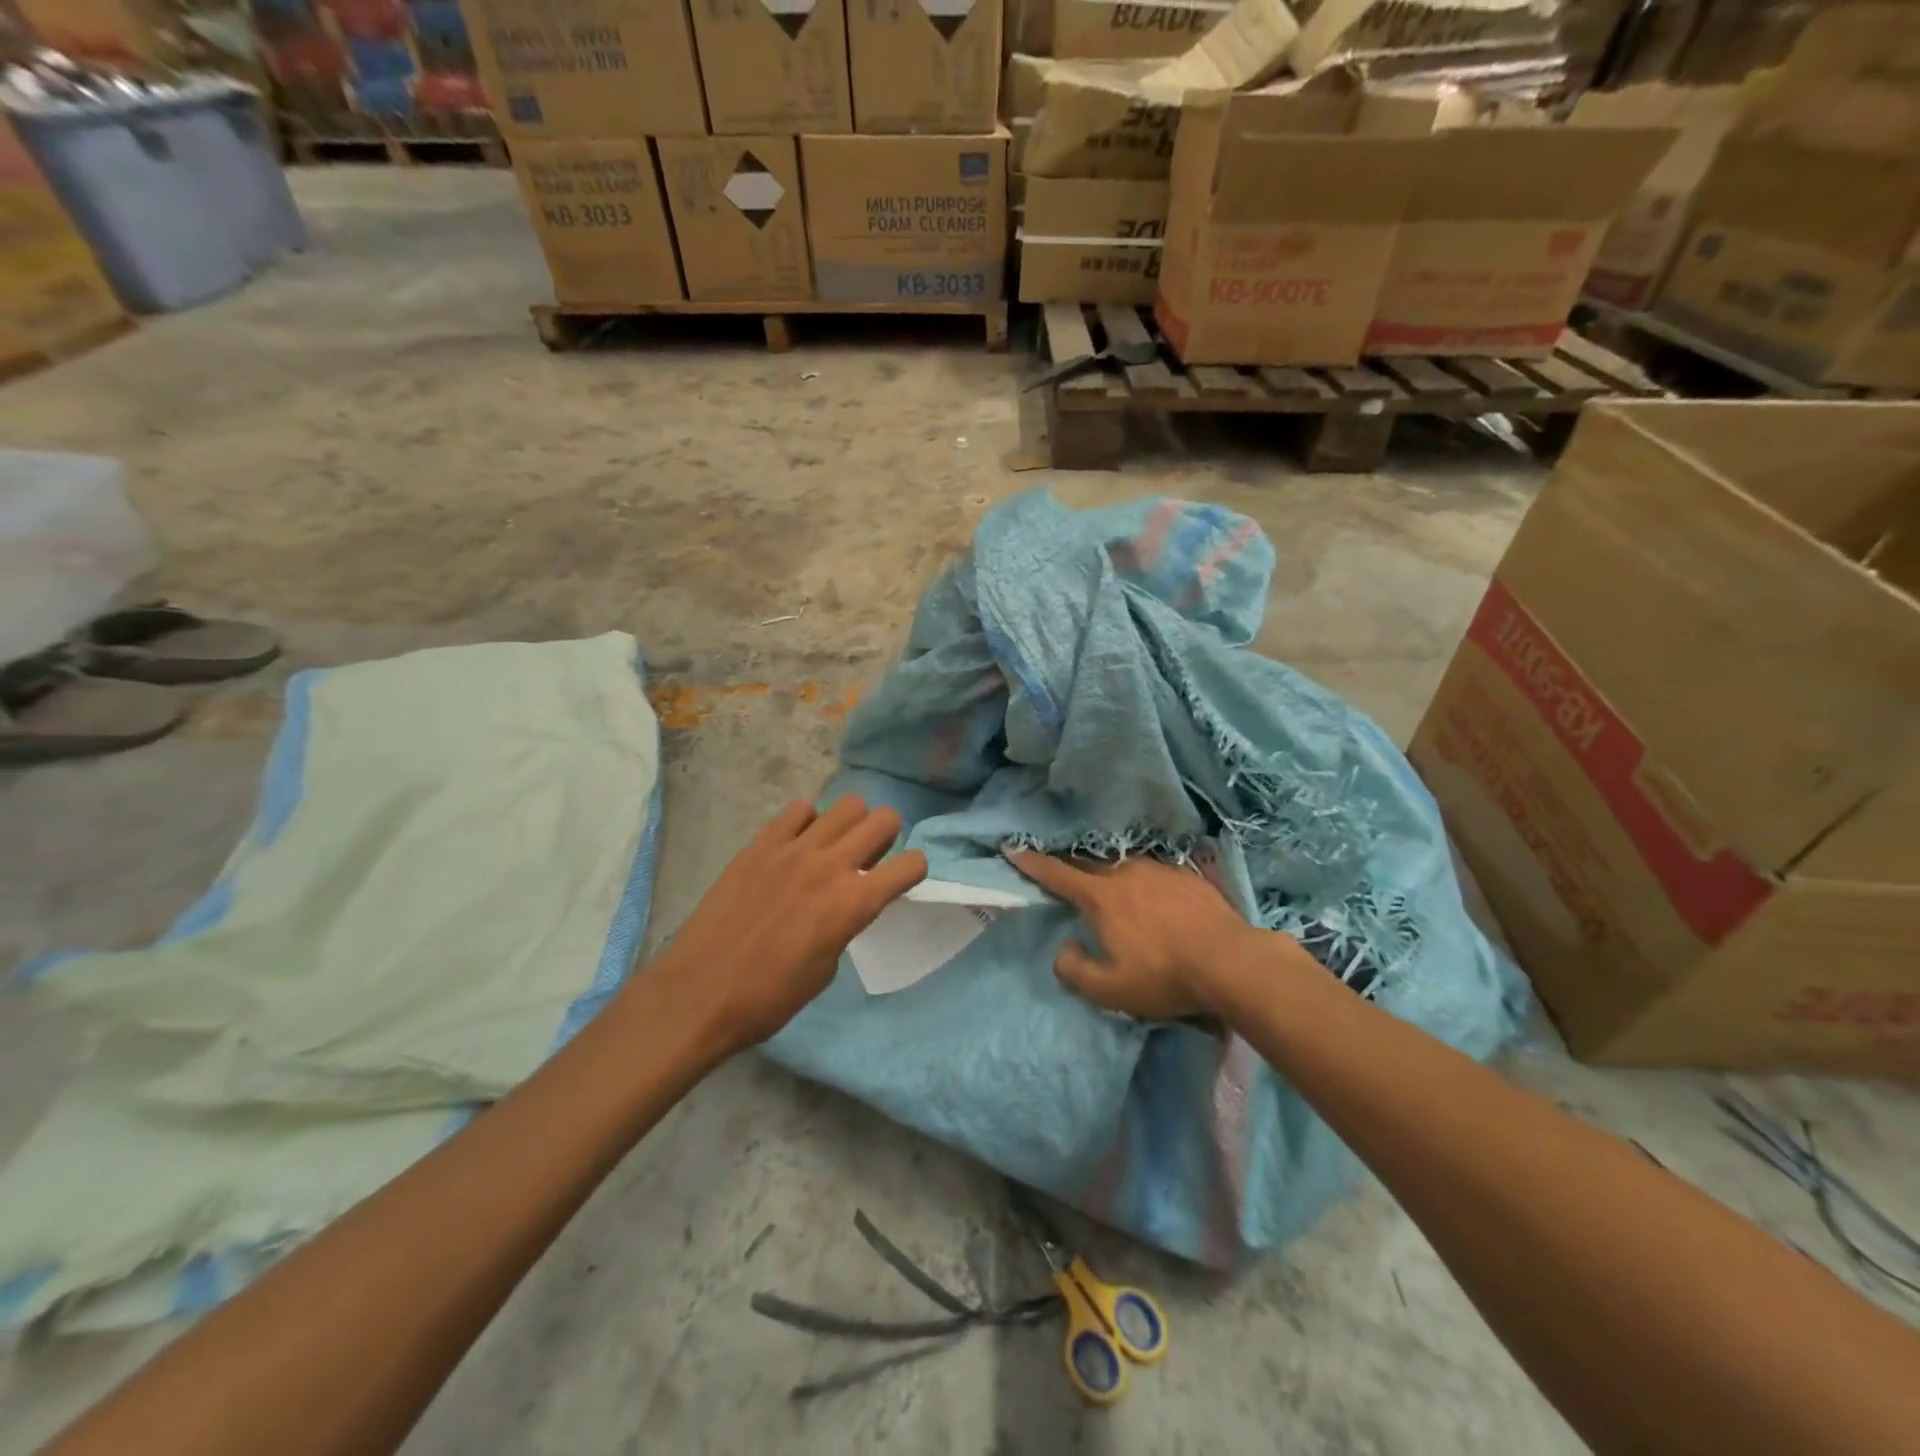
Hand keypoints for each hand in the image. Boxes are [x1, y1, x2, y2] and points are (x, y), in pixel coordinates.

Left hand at [646, 797, 926, 1054]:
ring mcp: (794, 849)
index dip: (913, 870)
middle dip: (888, 835)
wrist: (700, 994)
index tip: (902, 879)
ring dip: (850, 824)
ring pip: (846, 805)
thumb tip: (845, 902)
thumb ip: (845, 924)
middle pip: (884, 819)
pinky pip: (798, 810)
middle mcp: (830, 866)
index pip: (910, 865)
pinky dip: (807, 823)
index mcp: (853, 904)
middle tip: (871, 855)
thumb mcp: (826, 968)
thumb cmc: (770, 998)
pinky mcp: (761, 844)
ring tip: (834, 846)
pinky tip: (796, 845)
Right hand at [1005, 850, 1266, 1020]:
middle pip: (1087, 863)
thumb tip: (1064, 947)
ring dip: (1108, 871)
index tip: (1010, 847)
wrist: (1232, 962)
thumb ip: (1073, 969)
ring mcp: (1159, 868)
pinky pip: (1152, 870)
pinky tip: (1151, 892)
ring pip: (1122, 863)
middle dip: (1068, 866)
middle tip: (1058, 870)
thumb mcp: (1108, 990)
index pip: (1055, 873)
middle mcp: (1125, 872)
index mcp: (1100, 896)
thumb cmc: (1164, 977)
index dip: (1030, 861)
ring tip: (1108, 882)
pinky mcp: (1186, 874)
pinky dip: (1141, 878)